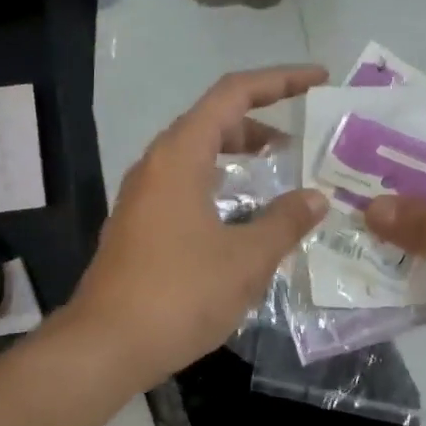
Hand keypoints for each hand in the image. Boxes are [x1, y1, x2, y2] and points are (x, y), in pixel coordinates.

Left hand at [68, 66, 329, 390]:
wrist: (107, 345)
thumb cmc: (180, 294)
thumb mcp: (246, 258)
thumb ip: (285, 222)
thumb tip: (315, 198)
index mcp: (180, 156)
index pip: (233, 94)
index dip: (279, 80)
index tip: (318, 80)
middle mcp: (156, 166)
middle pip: (211, 121)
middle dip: (258, 121)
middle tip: (300, 140)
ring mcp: (142, 197)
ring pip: (195, 156)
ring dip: (236, 155)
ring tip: (276, 171)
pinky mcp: (138, 227)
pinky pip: (184, 186)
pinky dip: (217, 185)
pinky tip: (240, 216)